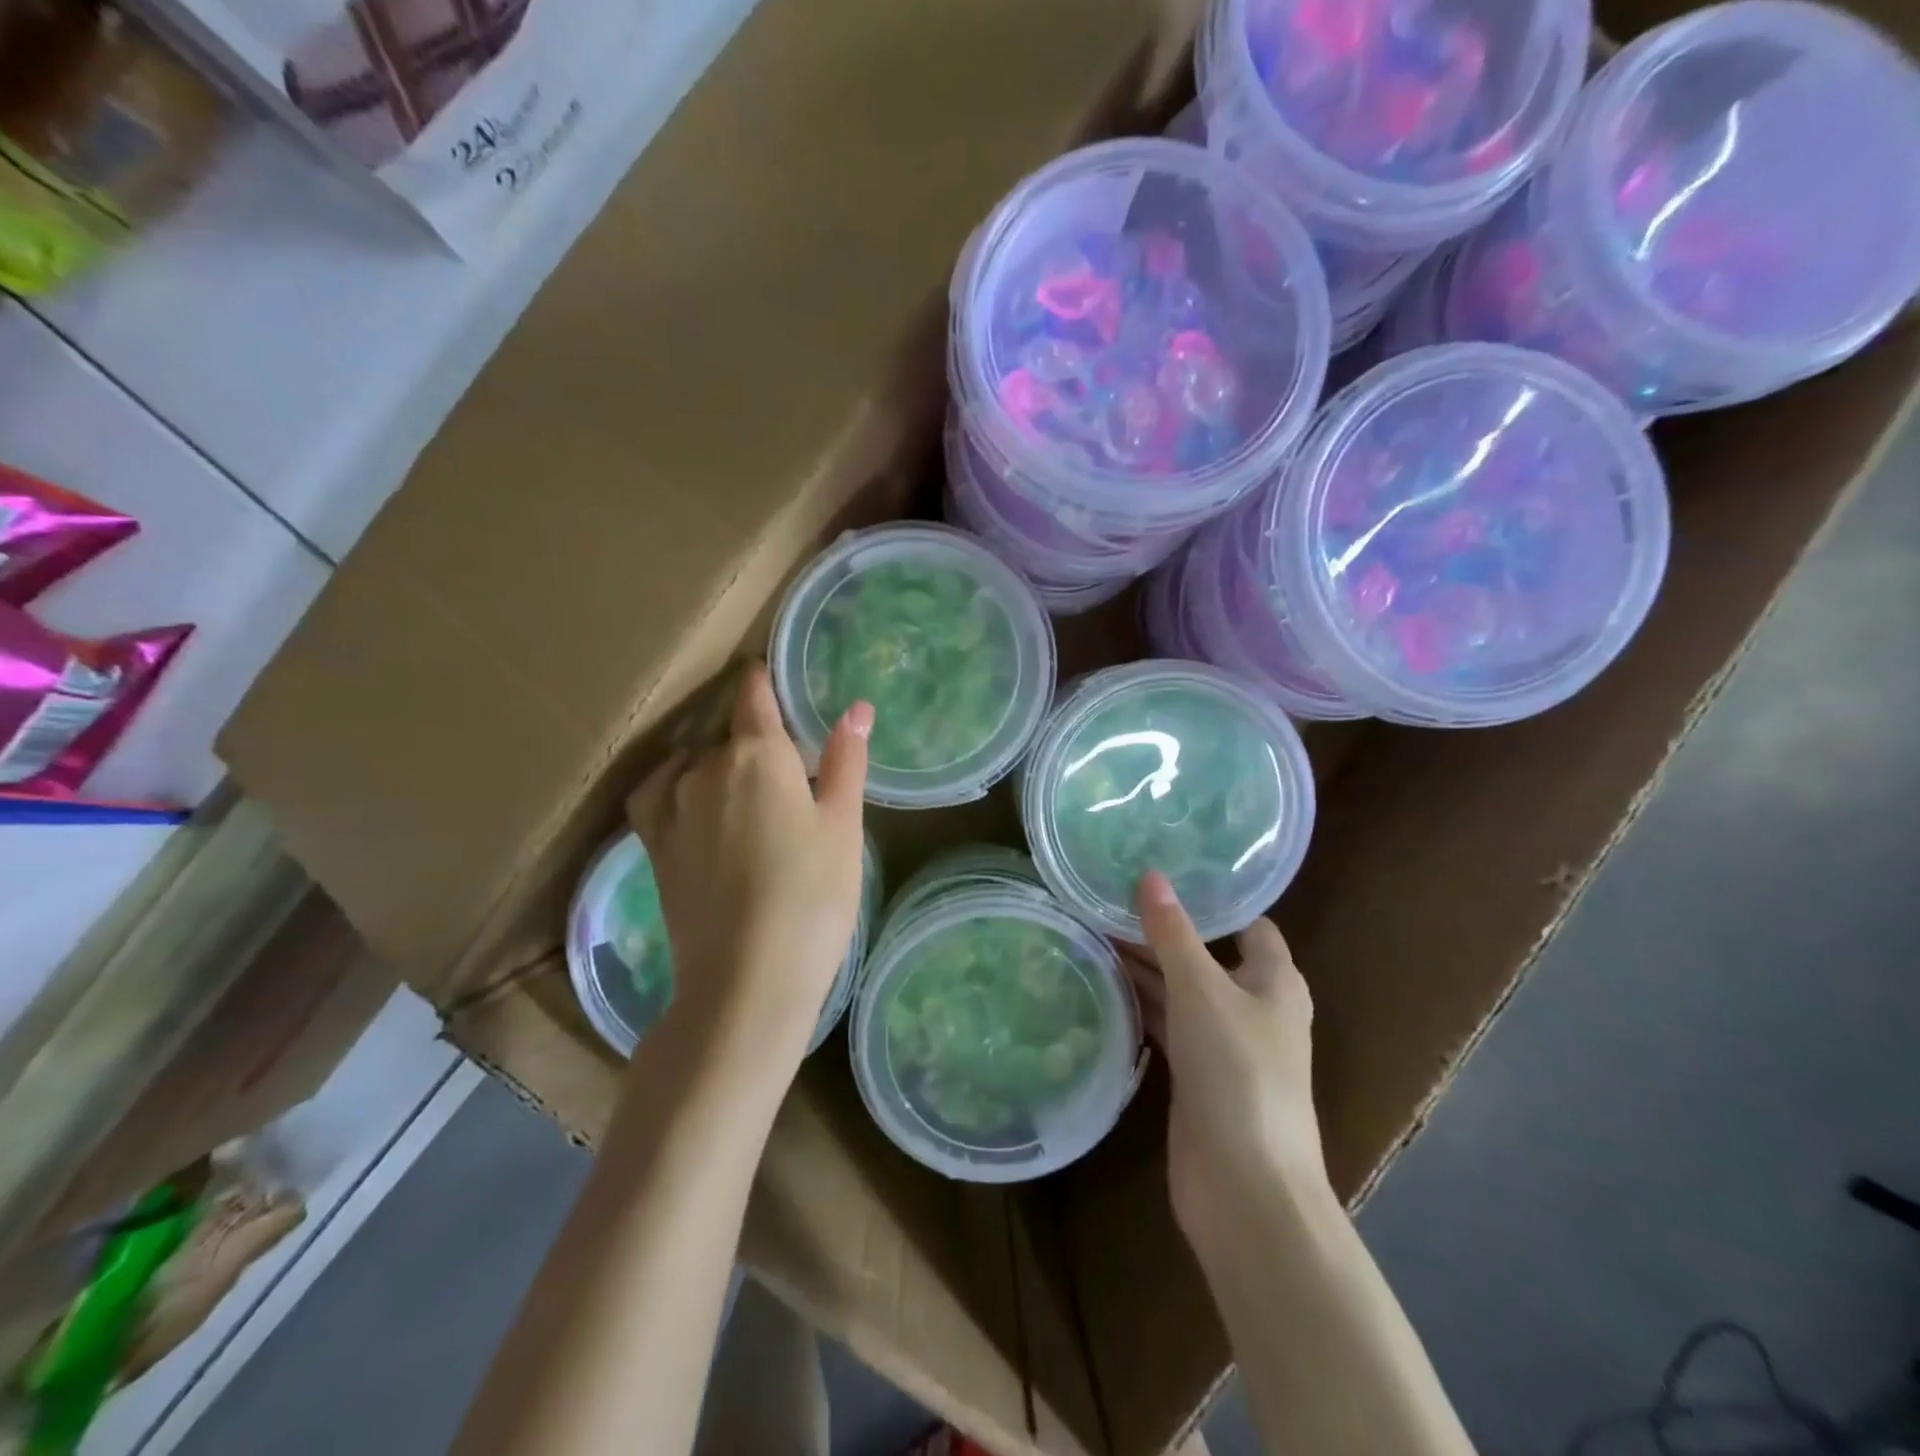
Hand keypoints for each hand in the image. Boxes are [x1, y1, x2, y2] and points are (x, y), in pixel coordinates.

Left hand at [627, 664, 870, 1070]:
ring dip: (719, 766)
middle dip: (757, 741)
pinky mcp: (653, 846)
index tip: (771, 677)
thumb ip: (846, 761)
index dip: (763, 681)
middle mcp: (705, 767)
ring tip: (749, 794)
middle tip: (791, 773)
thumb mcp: (843, 826)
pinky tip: (692, 801)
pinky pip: (657, 794)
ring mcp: (672, 807)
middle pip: (730, 734)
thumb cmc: (812, 896)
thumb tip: (857, 708)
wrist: (747, 979)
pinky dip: (675, 786)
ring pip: (696, 764)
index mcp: (757, 754)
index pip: (754, 695)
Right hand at [1124, 871, 1329, 1259]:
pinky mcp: (1197, 1076)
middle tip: (1107, 899)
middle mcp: (1253, 1007)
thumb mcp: (1202, 990)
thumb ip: (1173, 933)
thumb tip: (1150, 876)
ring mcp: (1224, 1045)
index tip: (1162, 872)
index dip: (1211, 898)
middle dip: (1161, 932)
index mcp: (1275, 981)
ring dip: (1144, 969)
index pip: (1247, 924)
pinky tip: (1103, 985)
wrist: (1246, 1189)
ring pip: (1181, 991)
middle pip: (1204, 955)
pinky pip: (1167, 1026)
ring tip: (1092, 931)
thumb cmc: (1238, 1073)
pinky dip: (1141, 1005)